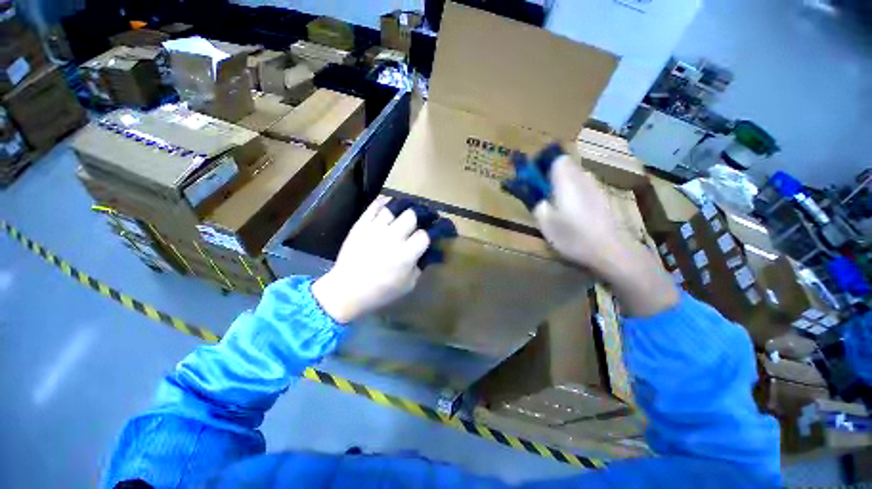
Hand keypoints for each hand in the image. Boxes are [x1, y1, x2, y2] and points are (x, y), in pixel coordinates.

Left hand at [311, 197, 444, 323]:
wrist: (346, 291)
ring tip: (404, 213)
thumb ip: (420, 266)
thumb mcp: (408, 285)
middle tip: (417, 222)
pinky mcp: (361, 225)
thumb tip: (427, 252)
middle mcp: (392, 238)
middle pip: (411, 216)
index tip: (426, 237)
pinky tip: (389, 205)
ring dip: (402, 210)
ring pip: (394, 208)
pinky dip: (384, 202)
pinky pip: (374, 206)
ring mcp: (375, 230)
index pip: (424, 235)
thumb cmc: (381, 292)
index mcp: (406, 255)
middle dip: (417, 218)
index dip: (427, 235)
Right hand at [532, 155, 625, 272]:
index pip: (557, 159)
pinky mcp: (603, 200)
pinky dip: (576, 195)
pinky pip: (585, 189)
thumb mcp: (545, 223)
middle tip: (544, 195)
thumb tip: (541, 199)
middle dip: (553, 177)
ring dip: (565, 186)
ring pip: (576, 179)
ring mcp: (596, 189)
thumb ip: (539, 205)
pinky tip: (574, 215)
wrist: (610, 251)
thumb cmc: (573, 236)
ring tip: (558, 207)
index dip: (544, 165)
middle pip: (567, 167)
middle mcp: (583, 179)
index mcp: (567, 181)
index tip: (536, 179)